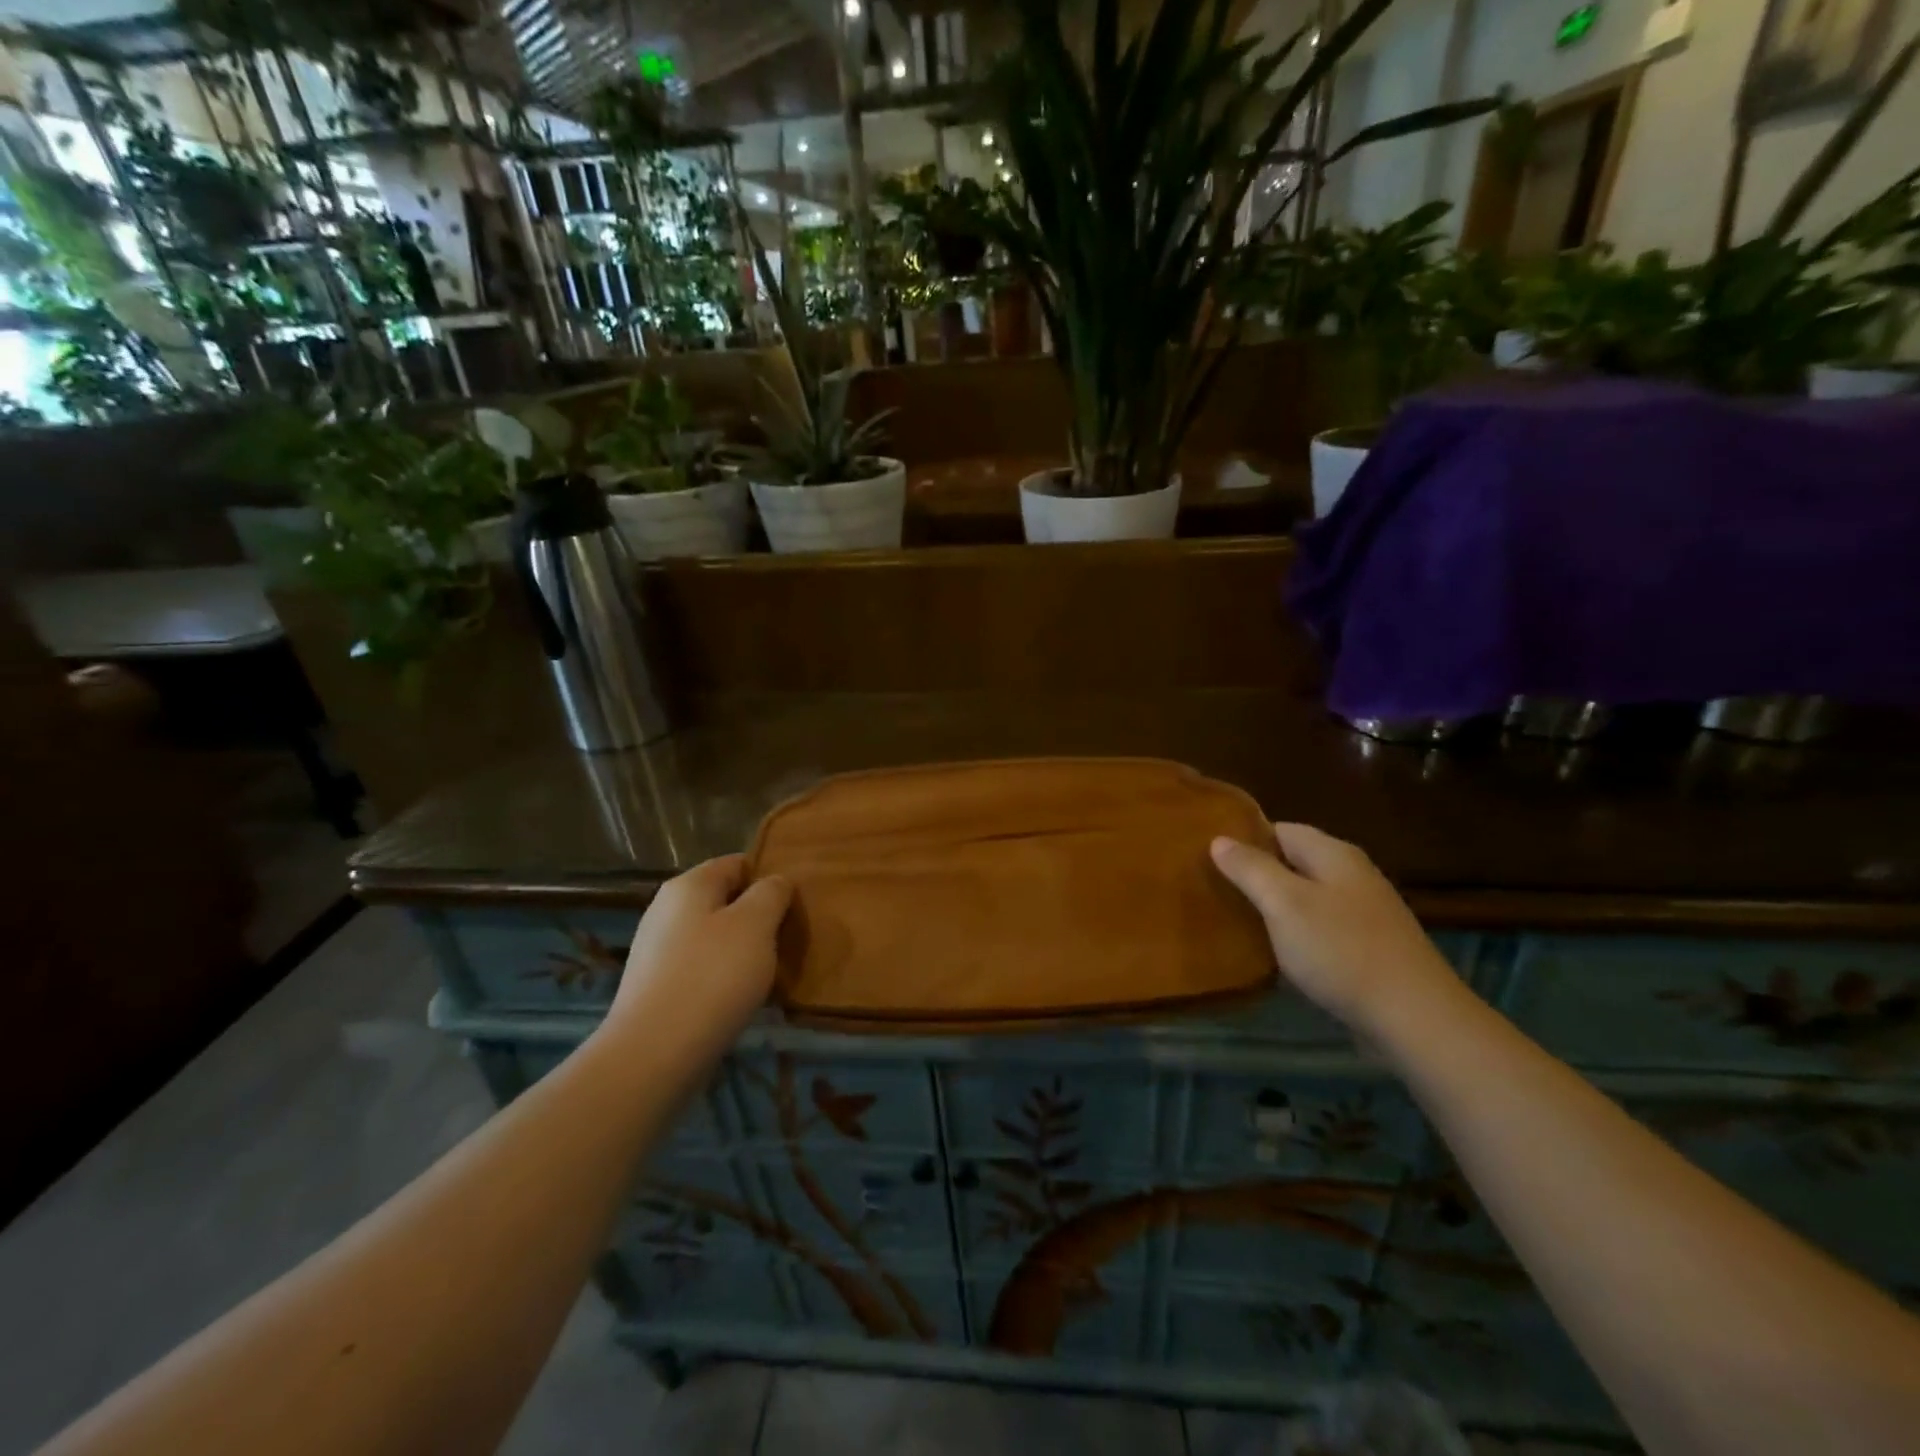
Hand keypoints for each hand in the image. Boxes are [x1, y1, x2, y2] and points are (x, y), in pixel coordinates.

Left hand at [598, 856, 791, 1080]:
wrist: (653, 1054)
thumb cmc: (712, 977)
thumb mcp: (756, 924)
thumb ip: (771, 893)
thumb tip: (775, 882)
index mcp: (689, 885)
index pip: (738, 863)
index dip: (769, 878)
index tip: (794, 905)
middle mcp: (666, 909)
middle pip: (725, 900)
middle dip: (758, 917)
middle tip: (788, 940)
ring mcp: (657, 950)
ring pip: (714, 937)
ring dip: (743, 950)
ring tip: (770, 973)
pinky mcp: (656, 987)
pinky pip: (700, 969)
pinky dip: (723, 978)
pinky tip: (740, 999)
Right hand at [1210, 822, 1463, 1038]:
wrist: (1415, 1017)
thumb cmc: (1341, 950)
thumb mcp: (1284, 904)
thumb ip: (1250, 869)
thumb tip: (1219, 839)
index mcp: (1333, 854)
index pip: (1279, 829)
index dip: (1244, 839)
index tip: (1208, 857)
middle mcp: (1352, 874)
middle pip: (1293, 862)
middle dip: (1256, 874)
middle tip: (1215, 890)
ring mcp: (1365, 912)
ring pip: (1306, 896)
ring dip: (1275, 906)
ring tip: (1236, 920)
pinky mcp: (1369, 947)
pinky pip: (1321, 927)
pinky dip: (1296, 933)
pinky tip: (1277, 952)